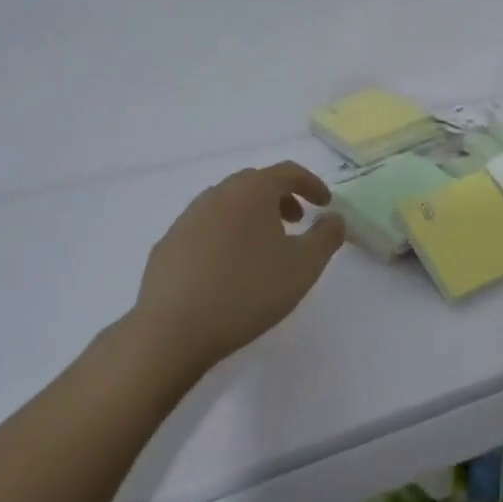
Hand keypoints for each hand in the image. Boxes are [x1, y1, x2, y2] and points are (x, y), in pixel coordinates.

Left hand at [131, 162, 345, 374]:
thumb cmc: (248, 291)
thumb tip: (335, 218)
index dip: (311, 184)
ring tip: (264, 247)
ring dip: (252, 215)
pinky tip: (228, 268)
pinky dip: (225, 234)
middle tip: (297, 222)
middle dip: (281, 197)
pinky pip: (205, 227)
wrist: (173, 329)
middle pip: (255, 183)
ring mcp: (187, 218)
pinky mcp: (168, 244)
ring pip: (228, 204)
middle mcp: (217, 194)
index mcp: (252, 191)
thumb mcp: (303, 267)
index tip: (325, 205)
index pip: (288, 172)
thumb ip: (327, 237)